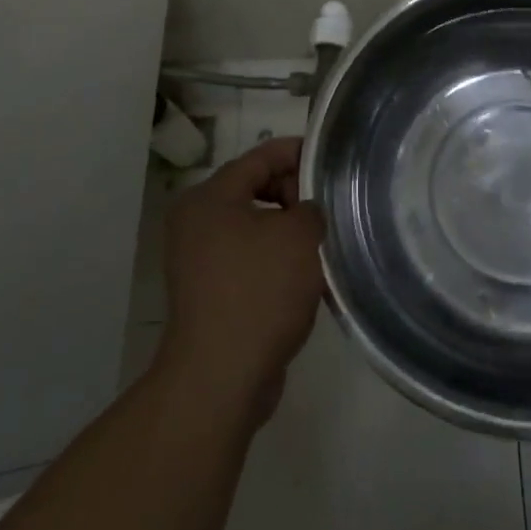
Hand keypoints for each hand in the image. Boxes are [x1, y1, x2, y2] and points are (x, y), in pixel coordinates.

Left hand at [157, 136, 323, 423]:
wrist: (221, 377)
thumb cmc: (259, 291)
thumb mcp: (299, 236)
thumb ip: (311, 207)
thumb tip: (308, 211)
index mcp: (209, 197)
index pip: (261, 156)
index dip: (299, 152)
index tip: (333, 160)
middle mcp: (197, 222)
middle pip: (256, 188)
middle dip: (296, 194)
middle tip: (332, 207)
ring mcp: (199, 259)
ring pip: (256, 227)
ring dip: (290, 231)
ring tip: (326, 242)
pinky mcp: (210, 292)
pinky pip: (250, 259)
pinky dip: (277, 260)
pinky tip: (308, 277)